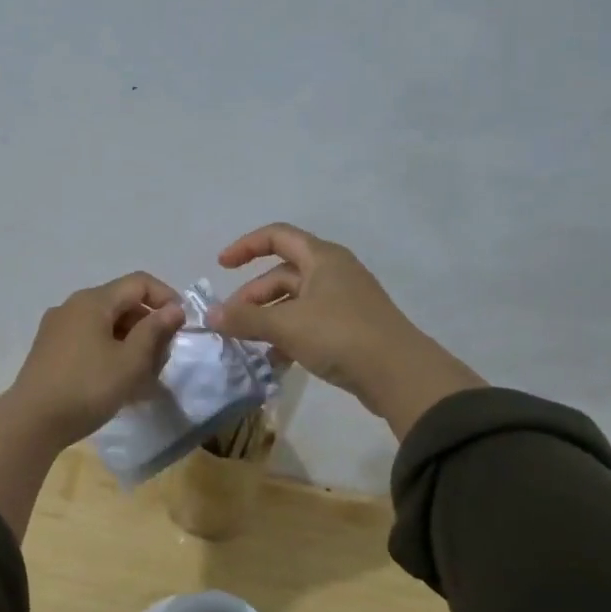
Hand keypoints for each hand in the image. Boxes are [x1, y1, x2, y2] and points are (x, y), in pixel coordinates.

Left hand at [8, 272, 186, 448]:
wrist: (31, 423)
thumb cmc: (87, 388)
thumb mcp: (130, 361)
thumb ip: (155, 331)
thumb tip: (174, 308)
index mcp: (93, 301)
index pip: (139, 283)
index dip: (166, 298)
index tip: (182, 326)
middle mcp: (73, 306)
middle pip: (122, 303)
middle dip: (149, 325)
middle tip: (165, 357)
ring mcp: (58, 328)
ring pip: (106, 324)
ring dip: (132, 342)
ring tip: (146, 375)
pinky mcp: (51, 350)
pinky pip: (90, 340)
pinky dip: (111, 352)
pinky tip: (119, 380)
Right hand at [207, 223, 483, 438]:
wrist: (400, 375)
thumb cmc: (340, 335)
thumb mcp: (286, 325)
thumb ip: (245, 318)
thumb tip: (210, 314)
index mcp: (322, 258)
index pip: (276, 236)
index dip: (245, 246)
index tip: (221, 266)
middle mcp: (333, 272)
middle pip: (282, 273)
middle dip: (252, 296)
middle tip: (231, 322)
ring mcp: (343, 301)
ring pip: (294, 301)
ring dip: (268, 319)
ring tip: (248, 345)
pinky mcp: (350, 328)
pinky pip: (309, 323)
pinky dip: (288, 336)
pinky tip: (275, 361)